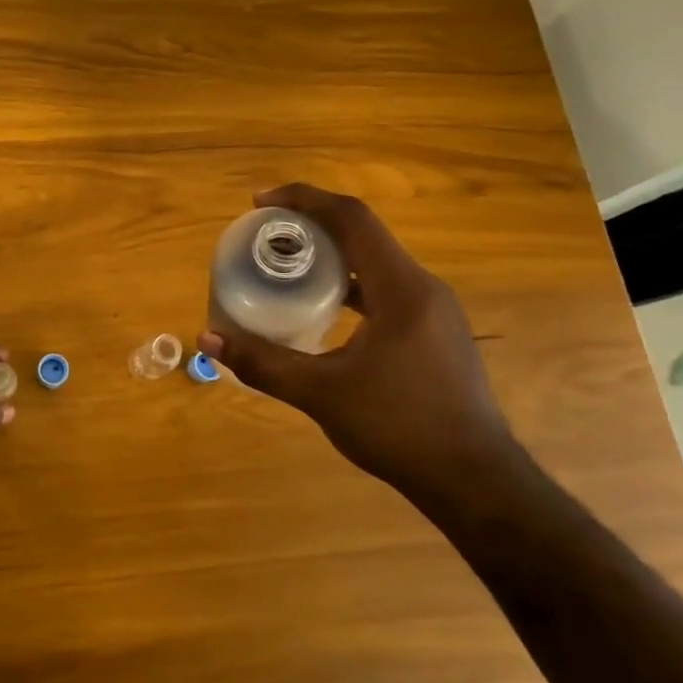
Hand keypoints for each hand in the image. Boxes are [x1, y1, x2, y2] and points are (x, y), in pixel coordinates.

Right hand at [199, 182, 514, 508]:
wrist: (475, 483)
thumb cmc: (399, 428)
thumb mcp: (321, 394)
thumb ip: (263, 362)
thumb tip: (207, 340)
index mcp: (401, 288)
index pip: (352, 218)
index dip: (304, 199)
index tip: (260, 202)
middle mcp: (423, 288)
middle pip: (363, 234)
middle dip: (312, 224)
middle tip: (266, 234)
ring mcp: (435, 311)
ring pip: (376, 262)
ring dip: (332, 254)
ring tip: (288, 264)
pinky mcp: (436, 333)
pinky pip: (386, 288)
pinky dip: (350, 283)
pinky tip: (324, 308)